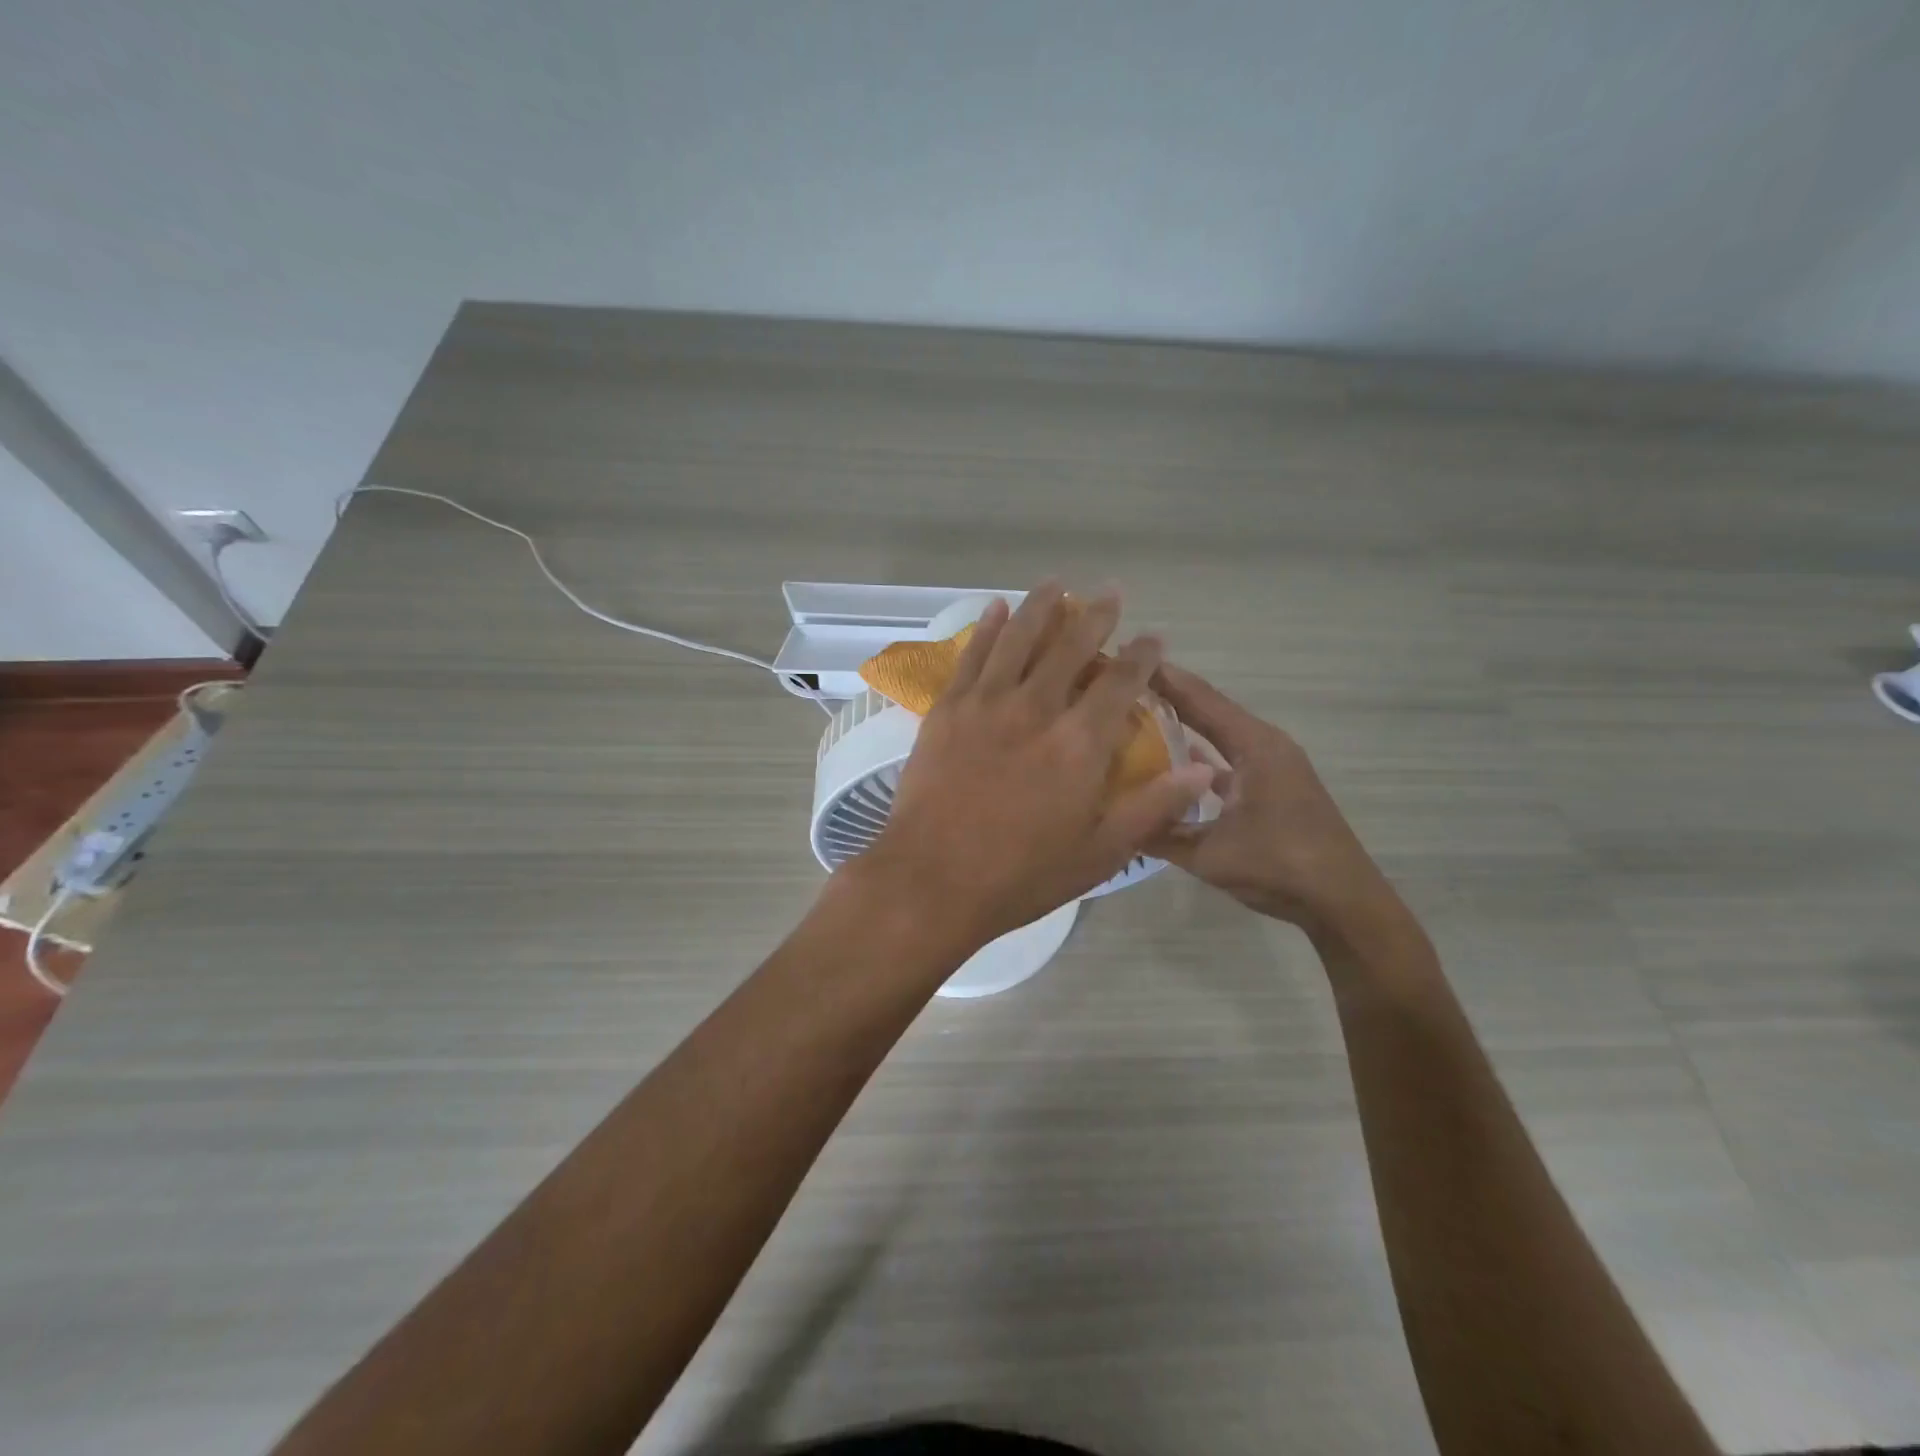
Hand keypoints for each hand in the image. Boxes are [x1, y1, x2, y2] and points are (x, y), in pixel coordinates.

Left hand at [861, 583, 1216, 954]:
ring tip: (1056, 584)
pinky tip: (995, 608)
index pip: (1120, 683)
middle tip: (1110, 594)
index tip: (1153, 638)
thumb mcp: (1099, 853)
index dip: (1142, 656)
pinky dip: (986, 628)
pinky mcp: (947, 710)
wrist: (931, 881)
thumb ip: (1152, 806)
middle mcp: (1036, 709)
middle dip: (1095, 617)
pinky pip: (971, 656)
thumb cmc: (1021, 876)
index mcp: (1079, 744)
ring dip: (1040, 607)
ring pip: (1018, 639)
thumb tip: (1204, 770)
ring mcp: (986, 704)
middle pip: (1070, 648)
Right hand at [1147, 662, 1386, 931]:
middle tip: (1124, 684)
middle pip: (1210, 710)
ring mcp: (1272, 768)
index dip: (1164, 679)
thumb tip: (1111, 819)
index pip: (1201, 700)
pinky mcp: (1273, 788)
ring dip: (1185, 724)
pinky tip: (1171, 765)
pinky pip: (1228, 760)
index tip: (1126, 658)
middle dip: (1169, 696)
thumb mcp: (1209, 854)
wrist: (1343, 903)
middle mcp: (1265, 747)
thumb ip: (1160, 833)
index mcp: (1255, 747)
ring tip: (1139, 716)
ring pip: (1220, 736)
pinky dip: (1200, 756)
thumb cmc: (1280, 867)